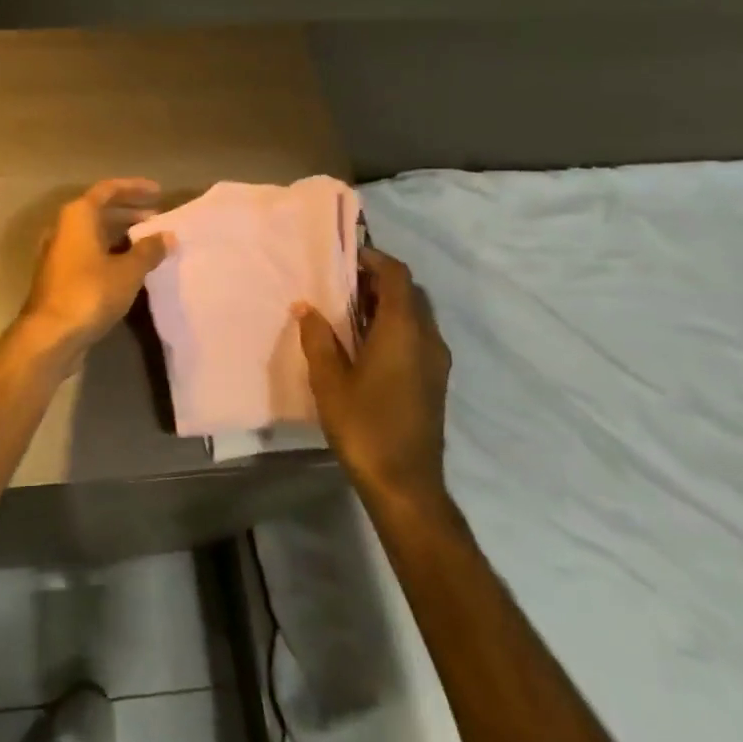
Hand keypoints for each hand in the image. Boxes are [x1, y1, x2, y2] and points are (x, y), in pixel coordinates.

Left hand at [20, 179, 171, 354]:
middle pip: (99, 211)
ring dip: (121, 235)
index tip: (159, 192)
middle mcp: (63, 228)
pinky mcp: (59, 276)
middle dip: (129, 212)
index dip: (134, 188)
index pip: (108, 190)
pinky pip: (89, 253)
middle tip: (158, 220)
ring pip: (93, 234)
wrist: (50, 334)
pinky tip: (130, 267)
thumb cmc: (90, 293)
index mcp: (77, 216)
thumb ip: (149, 250)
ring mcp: (58, 253)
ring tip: (149, 243)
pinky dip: (110, 253)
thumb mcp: (127, 271)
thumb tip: (167, 236)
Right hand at [295, 247, 451, 508]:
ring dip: (385, 305)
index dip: (372, 259)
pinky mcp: (434, 380)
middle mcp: (427, 338)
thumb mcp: (329, 381)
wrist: (405, 483)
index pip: (396, 276)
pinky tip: (364, 344)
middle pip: (408, 292)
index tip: (343, 257)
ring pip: (414, 315)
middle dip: (376, 281)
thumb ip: (318, 338)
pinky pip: (416, 336)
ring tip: (346, 312)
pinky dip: (393, 326)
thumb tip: (307, 308)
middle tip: (339, 284)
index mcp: (403, 330)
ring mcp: (436, 361)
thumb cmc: (364, 426)